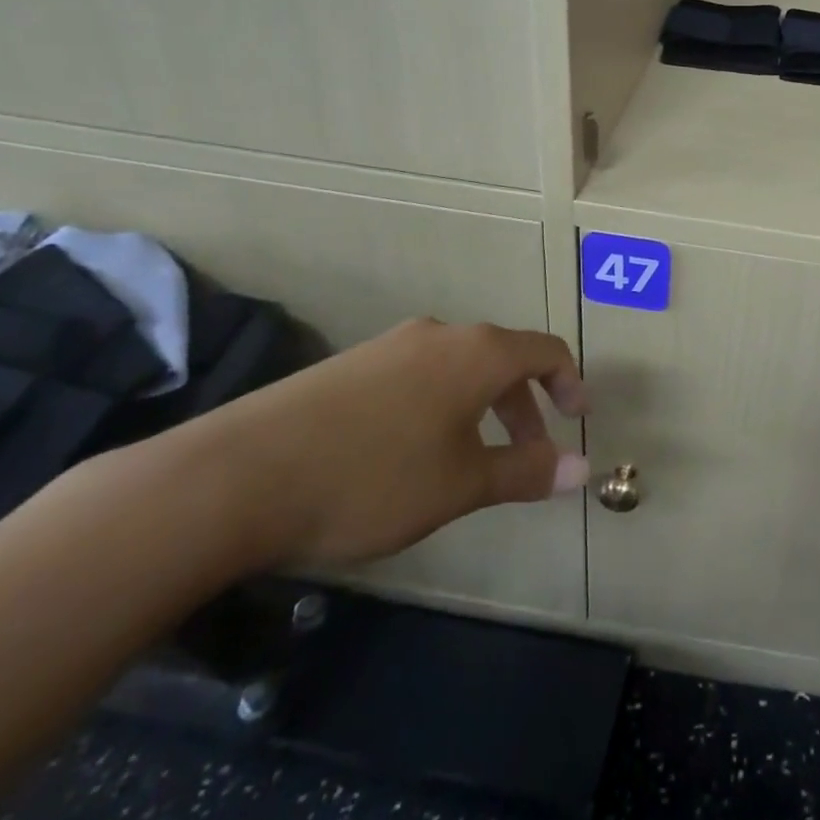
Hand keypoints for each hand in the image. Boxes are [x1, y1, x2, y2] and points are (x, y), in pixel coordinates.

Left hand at [181, 319, 588, 569]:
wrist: (236, 477)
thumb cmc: (372, 477)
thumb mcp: (460, 484)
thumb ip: (525, 472)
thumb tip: (583, 470)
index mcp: (477, 353)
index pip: (546, 350)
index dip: (570, 382)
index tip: (578, 419)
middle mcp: (440, 335)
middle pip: (503, 358)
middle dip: (524, 405)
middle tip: (527, 454)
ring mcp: (390, 346)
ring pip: (459, 367)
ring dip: (482, 406)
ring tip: (469, 459)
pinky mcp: (349, 366)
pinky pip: (418, 375)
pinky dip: (440, 404)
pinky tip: (410, 452)